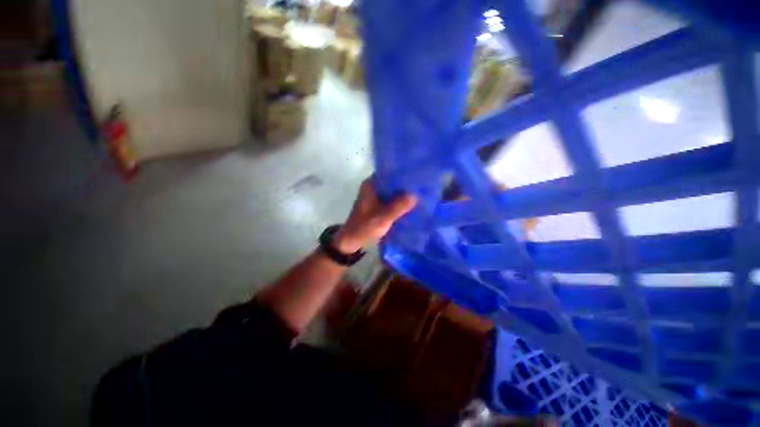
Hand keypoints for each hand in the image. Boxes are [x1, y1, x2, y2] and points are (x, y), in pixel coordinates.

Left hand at [334, 179, 416, 252]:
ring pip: (392, 190)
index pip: (390, 172)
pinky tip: (410, 204)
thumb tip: (415, 195)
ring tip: (419, 193)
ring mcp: (374, 196)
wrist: (352, 240)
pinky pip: (391, 199)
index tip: (417, 175)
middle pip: (392, 181)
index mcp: (371, 184)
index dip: (403, 173)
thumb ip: (399, 206)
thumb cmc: (365, 227)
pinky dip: (399, 201)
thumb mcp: (383, 217)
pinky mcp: (377, 204)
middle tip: (421, 186)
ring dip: (403, 193)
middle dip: (405, 184)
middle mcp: (372, 186)